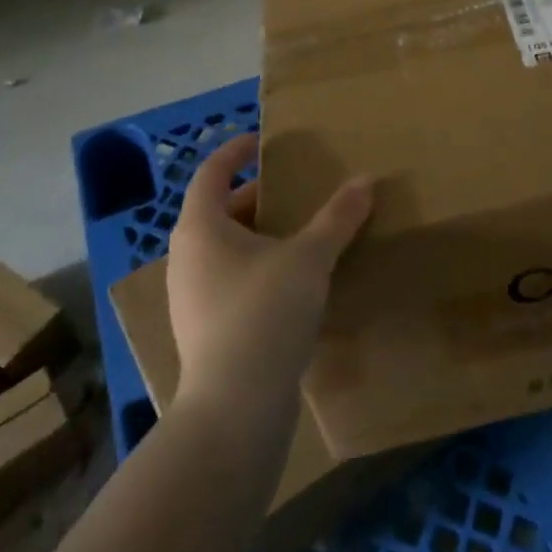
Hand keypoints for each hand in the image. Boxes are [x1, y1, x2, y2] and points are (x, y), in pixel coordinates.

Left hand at [165, 133, 372, 407]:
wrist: (235, 410)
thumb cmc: (264, 314)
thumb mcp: (309, 258)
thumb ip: (337, 218)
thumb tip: (364, 182)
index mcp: (200, 228)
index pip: (211, 172)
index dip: (235, 151)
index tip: (261, 141)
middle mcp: (187, 258)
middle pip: (218, 210)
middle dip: (256, 196)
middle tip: (293, 189)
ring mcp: (191, 298)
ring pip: (224, 249)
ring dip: (258, 234)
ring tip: (299, 233)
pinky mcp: (205, 330)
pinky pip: (230, 281)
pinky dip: (257, 267)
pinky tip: (292, 283)